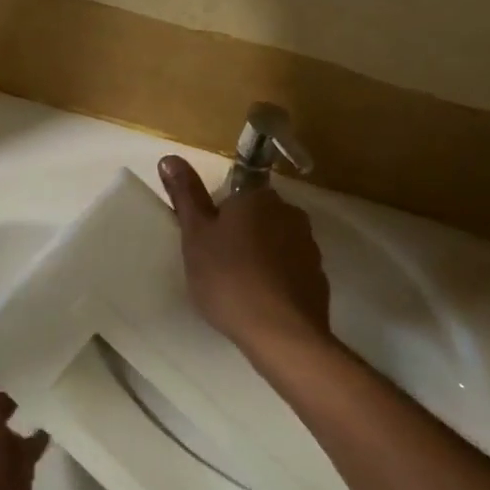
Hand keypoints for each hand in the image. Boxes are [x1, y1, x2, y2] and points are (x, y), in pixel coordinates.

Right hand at [158, 156, 331, 359]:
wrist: (280, 332)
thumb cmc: (228, 278)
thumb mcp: (195, 235)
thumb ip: (185, 195)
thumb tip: (170, 156)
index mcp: (258, 197)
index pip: (235, 196)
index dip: (219, 218)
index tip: (208, 245)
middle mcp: (288, 212)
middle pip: (257, 217)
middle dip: (241, 236)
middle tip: (217, 267)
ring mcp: (308, 245)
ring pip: (275, 243)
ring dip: (260, 258)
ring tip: (239, 289)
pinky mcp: (318, 276)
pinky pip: (290, 269)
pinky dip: (277, 280)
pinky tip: (262, 303)